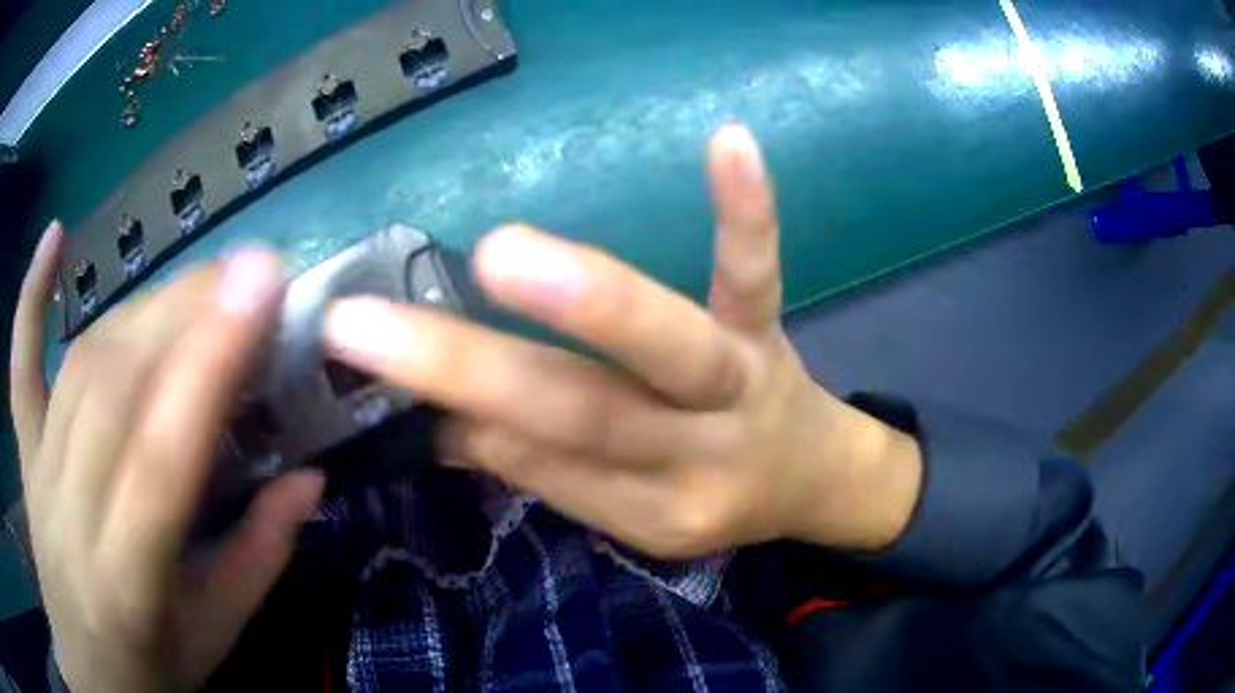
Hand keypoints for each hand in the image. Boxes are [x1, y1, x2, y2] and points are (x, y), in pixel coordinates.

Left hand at [10, 232, 323, 692]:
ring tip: (199, 281)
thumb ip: (258, 560)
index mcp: (128, 572)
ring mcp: (40, 465)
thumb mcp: (215, 635)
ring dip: (143, 306)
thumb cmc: (150, 660)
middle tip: (250, 273)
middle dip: (186, 311)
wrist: (85, 658)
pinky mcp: (25, 445)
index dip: (207, 363)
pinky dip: (31, 297)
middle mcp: (72, 505)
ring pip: (83, 362)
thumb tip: (309, 478)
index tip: (262, 285)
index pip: (162, 453)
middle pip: (118, 384)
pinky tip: (53, 240)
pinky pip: (21, 362)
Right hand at [323, 125, 922, 558]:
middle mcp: (690, 449)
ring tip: (503, 256)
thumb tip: (447, 425)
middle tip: (365, 329)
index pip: (538, 460)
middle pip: (577, 413)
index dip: (458, 412)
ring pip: (665, 345)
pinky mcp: (764, 325)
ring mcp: (737, 378)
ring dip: (586, 301)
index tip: (365, 363)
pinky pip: (753, 271)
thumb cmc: (710, 492)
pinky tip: (729, 141)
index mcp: (648, 508)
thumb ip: (547, 471)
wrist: (809, 474)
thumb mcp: (635, 512)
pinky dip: (744, 210)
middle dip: (467, 369)